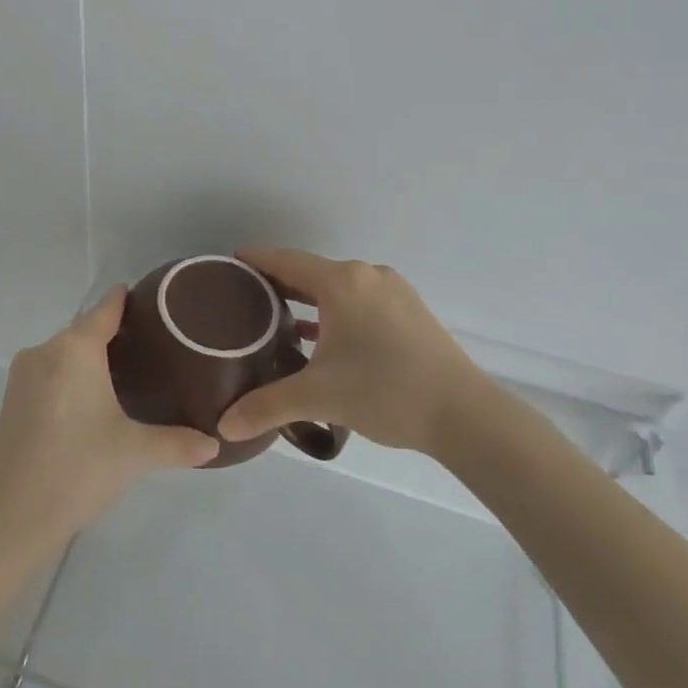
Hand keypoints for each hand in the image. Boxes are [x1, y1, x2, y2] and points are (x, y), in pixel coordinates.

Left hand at [0, 287, 218, 563]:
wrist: (10, 517)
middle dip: (114, 334)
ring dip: (91, 358)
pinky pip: (49, 374)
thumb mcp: (135, 453)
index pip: (105, 310)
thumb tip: (215, 445)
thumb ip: (178, 443)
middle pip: (84, 331)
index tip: (149, 296)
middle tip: (153, 346)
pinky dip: (71, 377)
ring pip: (65, 354)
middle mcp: (45, 352)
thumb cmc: (78, 469)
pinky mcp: (11, 402)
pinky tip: (92, 400)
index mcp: (74, 350)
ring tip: (128, 373)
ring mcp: (22, 377)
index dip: (126, 300)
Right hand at [218, 248, 492, 456]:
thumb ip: (266, 407)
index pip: (287, 260)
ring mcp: (394, 292)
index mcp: (342, 283)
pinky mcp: (411, 312)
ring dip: (309, 300)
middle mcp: (368, 277)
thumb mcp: (318, 397)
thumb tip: (223, 427)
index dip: (256, 260)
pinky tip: (322, 337)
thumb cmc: (384, 391)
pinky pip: (360, 301)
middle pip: (312, 271)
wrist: (464, 413)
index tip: (230, 263)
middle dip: (279, 283)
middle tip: (245, 299)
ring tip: (278, 319)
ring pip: (338, 288)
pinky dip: (335, 312)